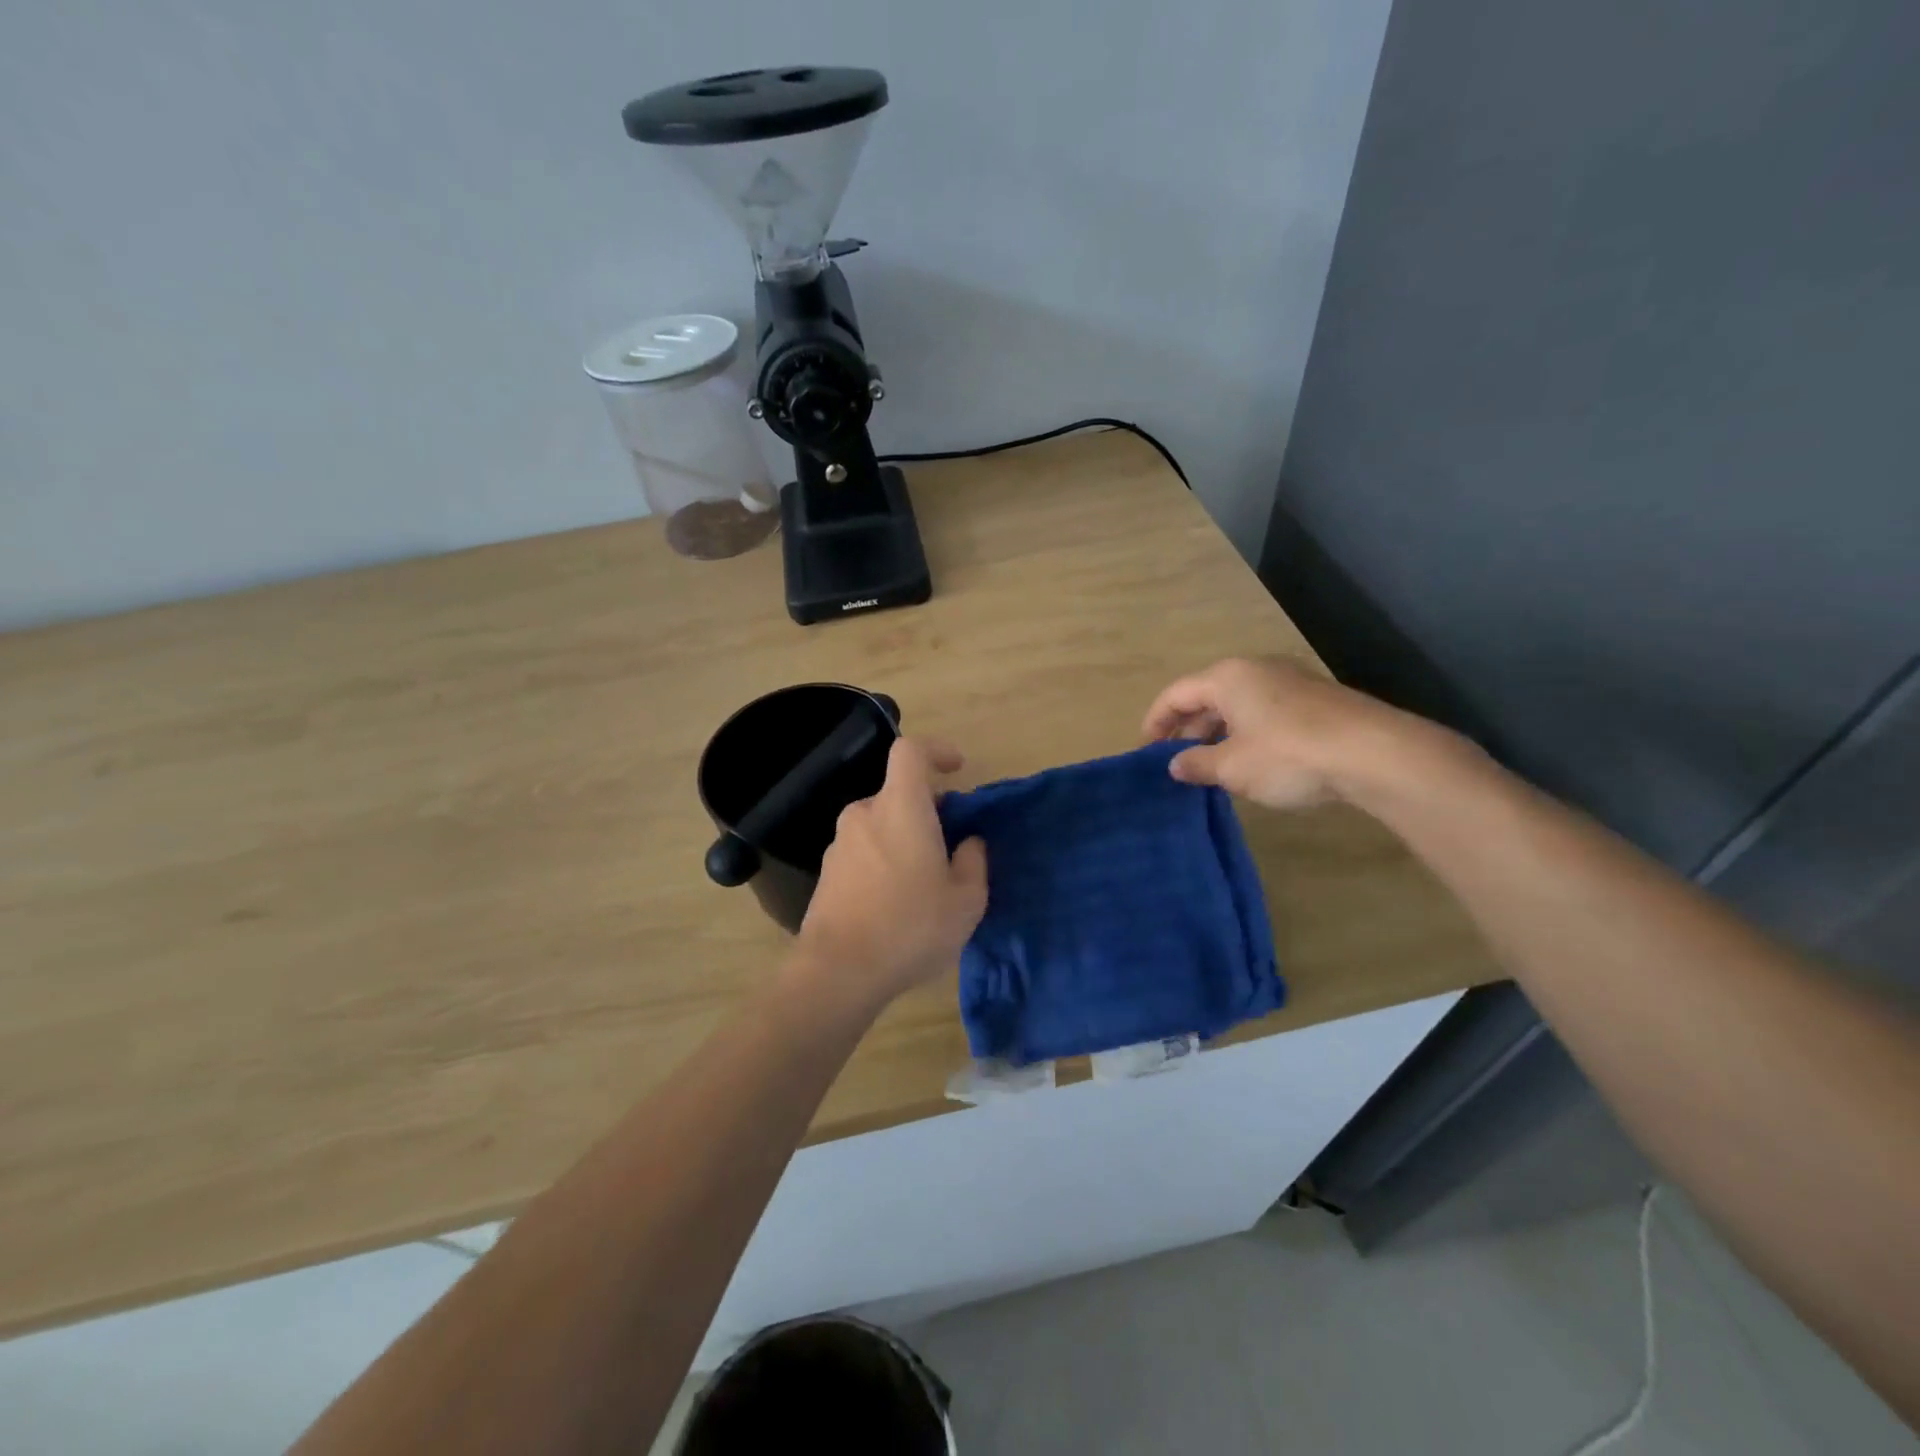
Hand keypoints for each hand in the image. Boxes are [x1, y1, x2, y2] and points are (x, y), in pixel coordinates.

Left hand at [794, 737, 987, 1012]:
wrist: (838, 972)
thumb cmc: (910, 927)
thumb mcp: (966, 901)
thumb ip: (974, 862)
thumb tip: (969, 843)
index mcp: (900, 807)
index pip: (910, 752)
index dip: (936, 751)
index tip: (957, 769)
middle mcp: (865, 814)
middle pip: (899, 793)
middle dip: (927, 810)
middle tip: (950, 845)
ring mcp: (840, 843)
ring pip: (880, 824)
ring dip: (904, 838)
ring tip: (925, 882)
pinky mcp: (827, 872)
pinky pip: (864, 851)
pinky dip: (883, 860)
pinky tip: (895, 902)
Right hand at [1142, 656, 1456, 809]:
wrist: (1376, 754)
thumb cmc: (1288, 755)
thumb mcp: (1232, 767)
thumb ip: (1197, 764)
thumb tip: (1175, 764)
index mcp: (1227, 677)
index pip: (1176, 694)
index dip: (1155, 722)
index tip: (1146, 750)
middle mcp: (1256, 670)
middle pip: (1207, 696)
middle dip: (1188, 729)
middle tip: (1178, 762)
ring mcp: (1290, 681)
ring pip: (1238, 704)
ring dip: (1218, 733)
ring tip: (1212, 766)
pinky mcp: (1316, 699)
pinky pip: (1266, 712)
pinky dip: (1248, 733)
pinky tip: (1252, 762)